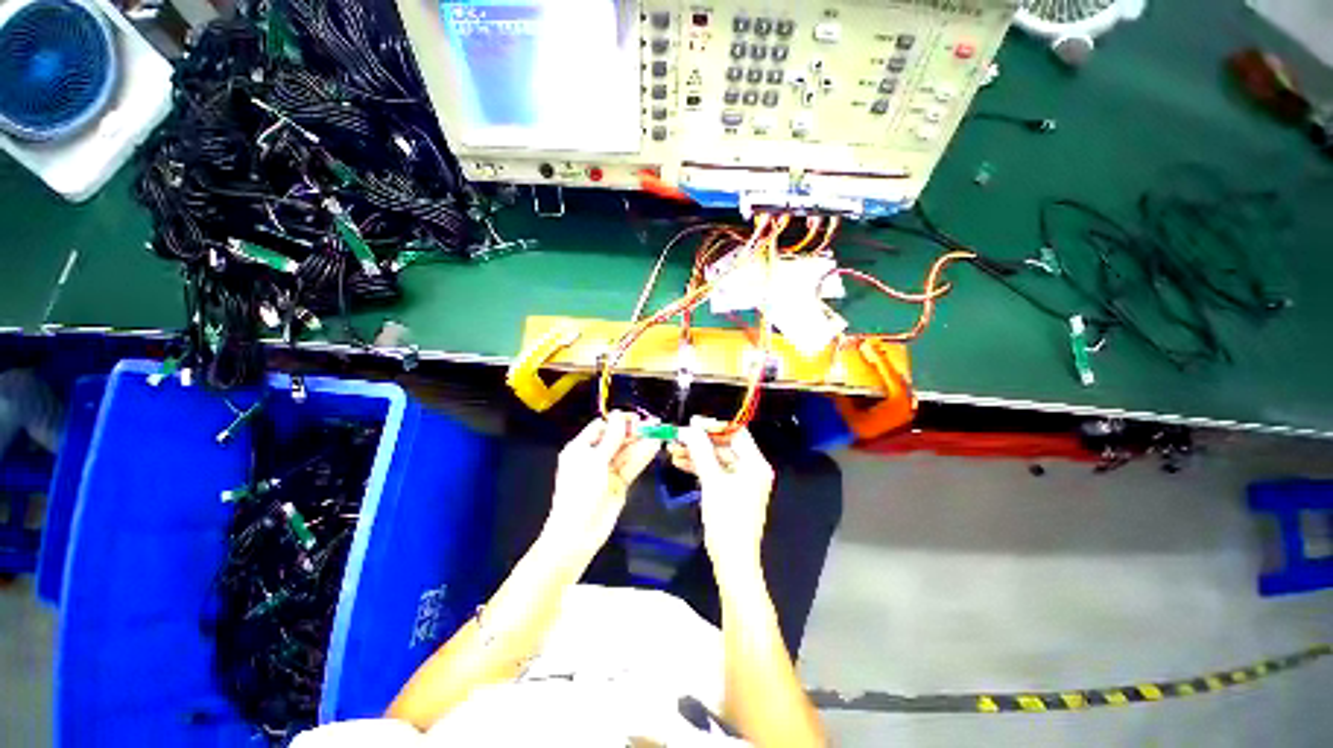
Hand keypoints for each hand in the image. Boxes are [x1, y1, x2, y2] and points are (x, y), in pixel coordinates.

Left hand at [544, 412, 659, 559]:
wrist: (578, 533)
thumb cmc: (581, 491)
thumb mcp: (595, 461)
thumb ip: (612, 438)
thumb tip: (620, 415)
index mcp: (581, 448)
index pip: (601, 427)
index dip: (618, 421)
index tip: (636, 419)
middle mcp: (594, 457)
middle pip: (616, 438)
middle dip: (633, 432)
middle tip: (653, 426)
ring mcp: (608, 470)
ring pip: (627, 452)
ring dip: (641, 443)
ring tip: (659, 433)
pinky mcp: (619, 483)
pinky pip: (632, 466)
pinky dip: (643, 457)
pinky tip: (654, 447)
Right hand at [673, 417, 774, 574]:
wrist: (732, 560)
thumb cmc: (727, 519)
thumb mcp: (712, 481)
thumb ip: (701, 451)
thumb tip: (689, 429)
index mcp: (755, 463)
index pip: (736, 433)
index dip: (713, 425)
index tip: (692, 423)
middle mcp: (752, 469)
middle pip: (724, 445)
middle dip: (700, 441)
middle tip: (678, 437)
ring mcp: (742, 480)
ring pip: (717, 458)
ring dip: (696, 453)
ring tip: (674, 450)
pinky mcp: (732, 491)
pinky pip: (716, 471)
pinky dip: (700, 467)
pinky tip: (680, 462)